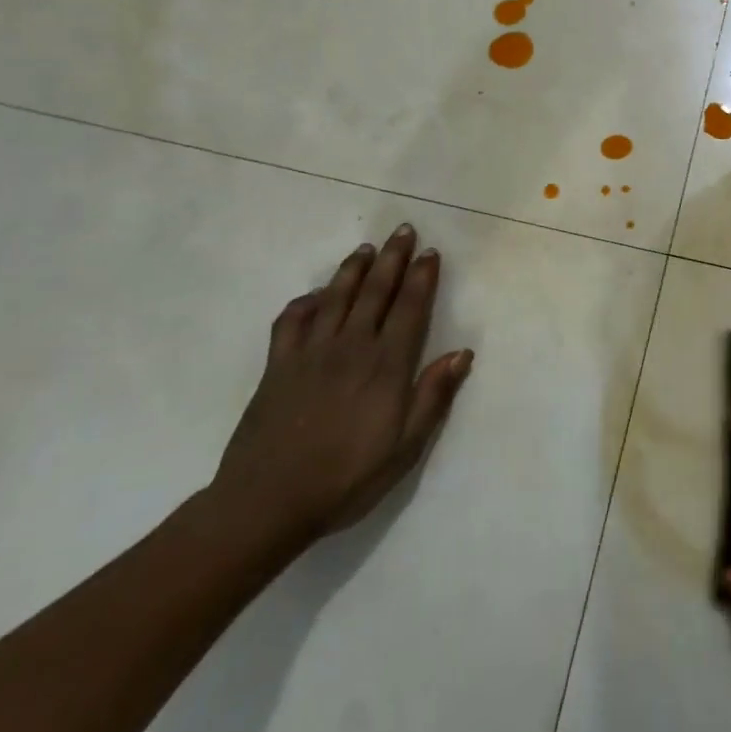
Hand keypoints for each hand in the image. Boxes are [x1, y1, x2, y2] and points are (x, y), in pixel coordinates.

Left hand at [211, 226, 472, 540]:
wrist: (268, 501)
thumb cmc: (347, 477)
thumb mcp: (405, 446)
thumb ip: (433, 395)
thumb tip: (463, 352)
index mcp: (386, 365)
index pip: (409, 308)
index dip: (421, 277)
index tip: (430, 253)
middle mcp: (350, 347)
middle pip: (375, 291)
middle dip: (392, 258)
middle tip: (402, 230)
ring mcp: (310, 352)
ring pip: (335, 297)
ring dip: (353, 269)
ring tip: (366, 249)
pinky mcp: (278, 365)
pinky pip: (291, 321)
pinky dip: (304, 303)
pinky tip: (314, 296)